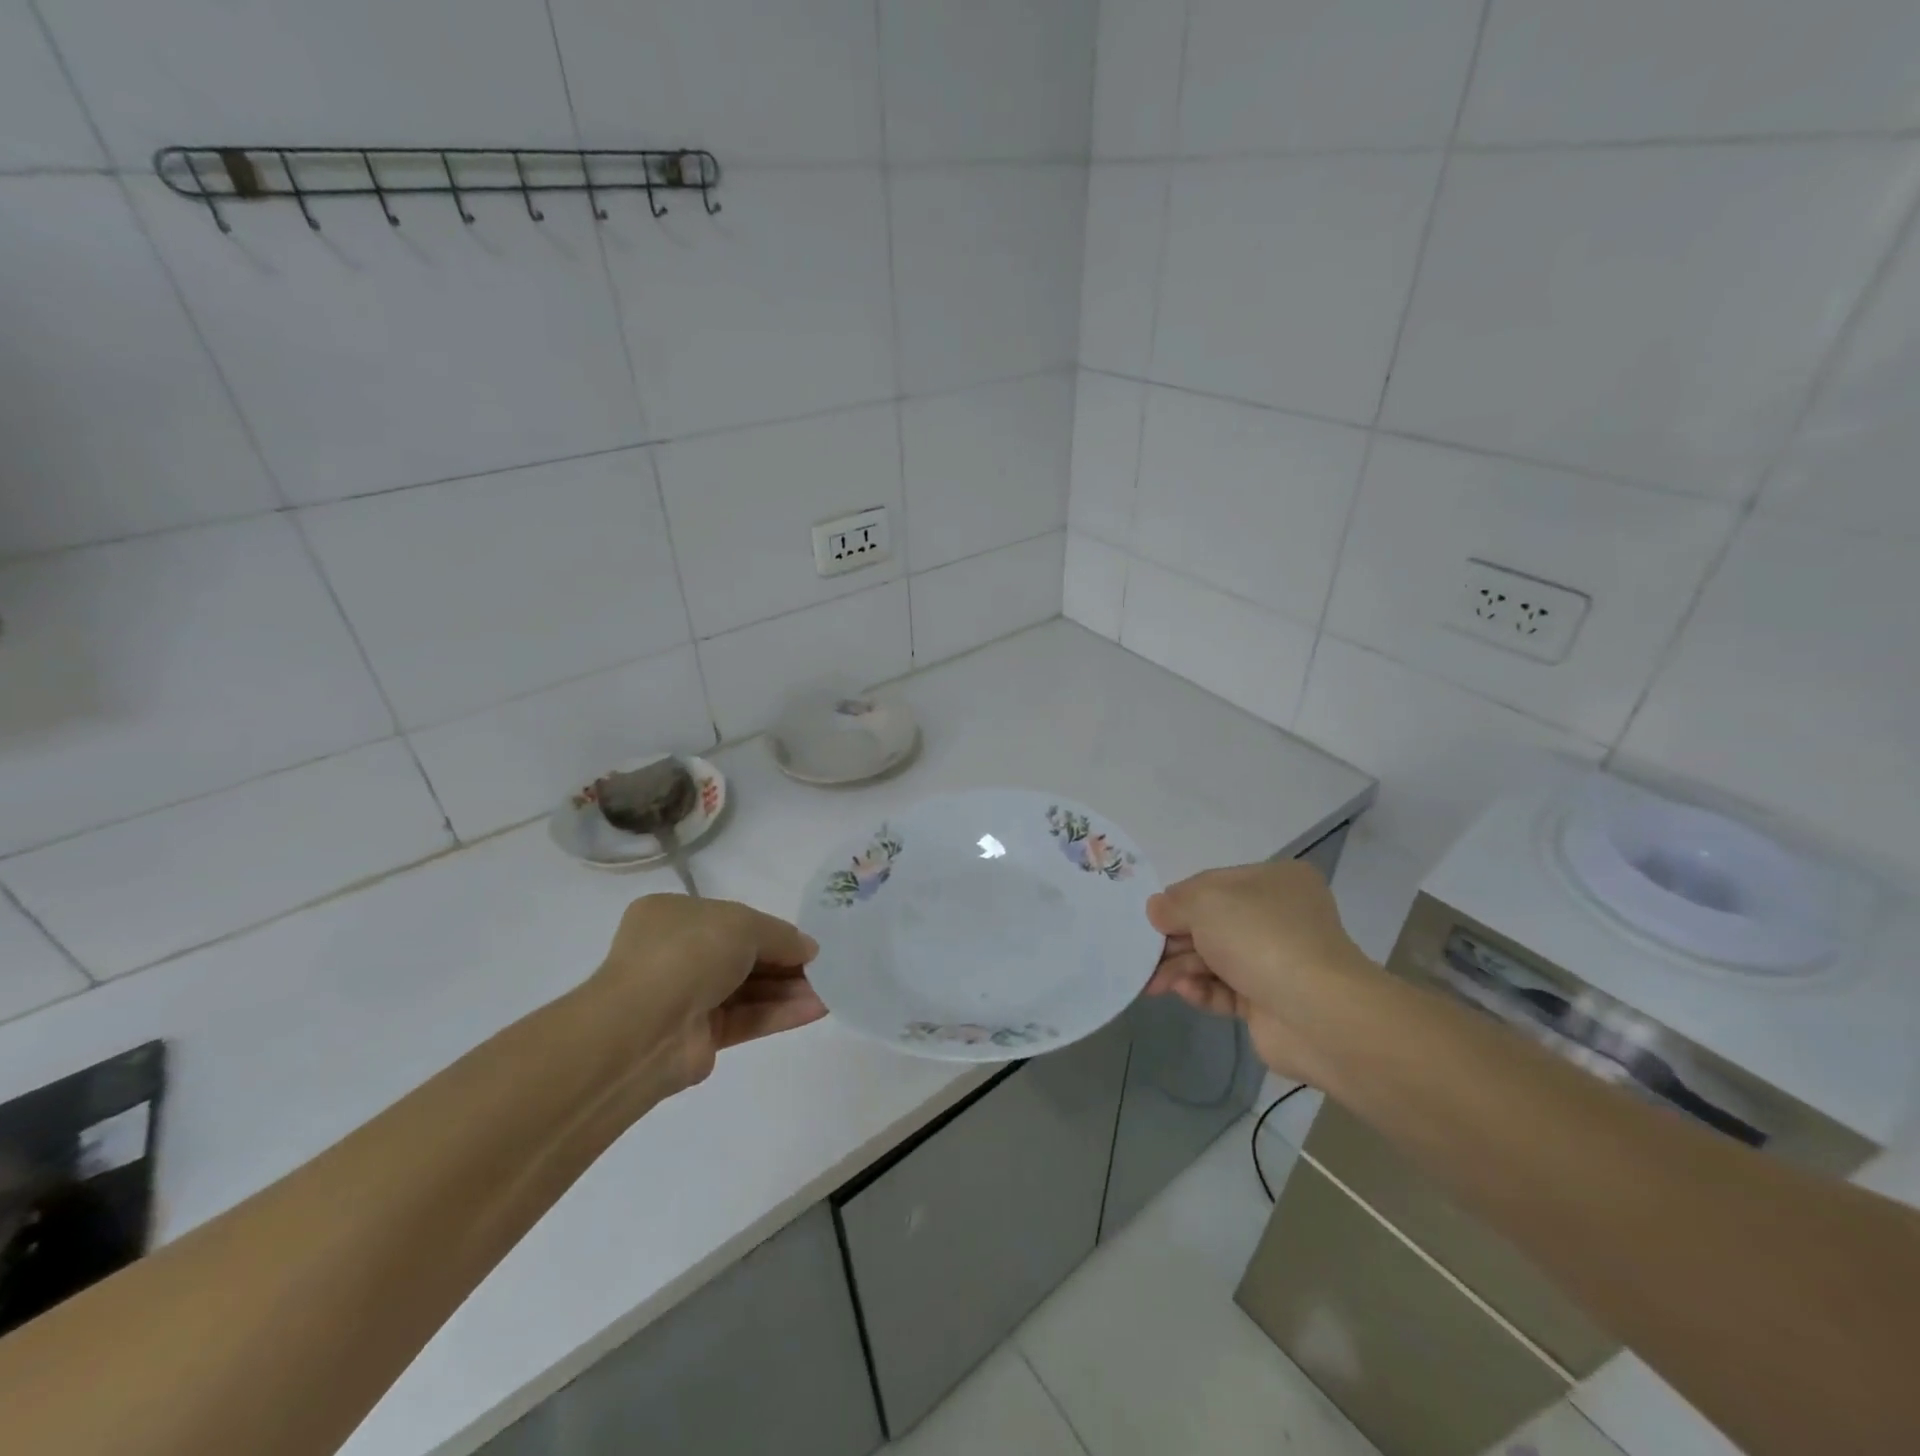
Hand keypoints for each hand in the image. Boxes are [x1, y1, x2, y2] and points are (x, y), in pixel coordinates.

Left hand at [587, 895, 825, 1095]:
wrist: (643, 1028)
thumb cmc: (689, 953)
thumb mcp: (743, 925)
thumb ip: (781, 936)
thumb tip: (809, 949)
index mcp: (673, 916)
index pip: (731, 919)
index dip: (771, 930)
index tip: (806, 942)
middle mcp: (676, 954)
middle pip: (743, 956)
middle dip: (785, 962)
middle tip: (825, 968)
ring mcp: (686, 997)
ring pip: (747, 990)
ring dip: (788, 989)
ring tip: (831, 990)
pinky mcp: (699, 1037)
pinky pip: (746, 1019)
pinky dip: (779, 1013)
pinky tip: (816, 1009)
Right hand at [1145, 860, 1374, 1083]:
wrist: (1317, 1013)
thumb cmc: (1260, 938)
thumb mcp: (1205, 903)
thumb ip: (1174, 904)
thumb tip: (1156, 911)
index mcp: (1274, 882)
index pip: (1213, 884)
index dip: (1178, 900)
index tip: (1150, 918)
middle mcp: (1279, 917)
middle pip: (1211, 924)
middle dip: (1174, 939)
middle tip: (1142, 954)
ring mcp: (1276, 961)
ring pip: (1215, 959)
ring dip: (1181, 968)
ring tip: (1152, 983)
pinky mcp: (1269, 1002)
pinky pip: (1225, 991)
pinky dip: (1201, 990)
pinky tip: (1182, 992)